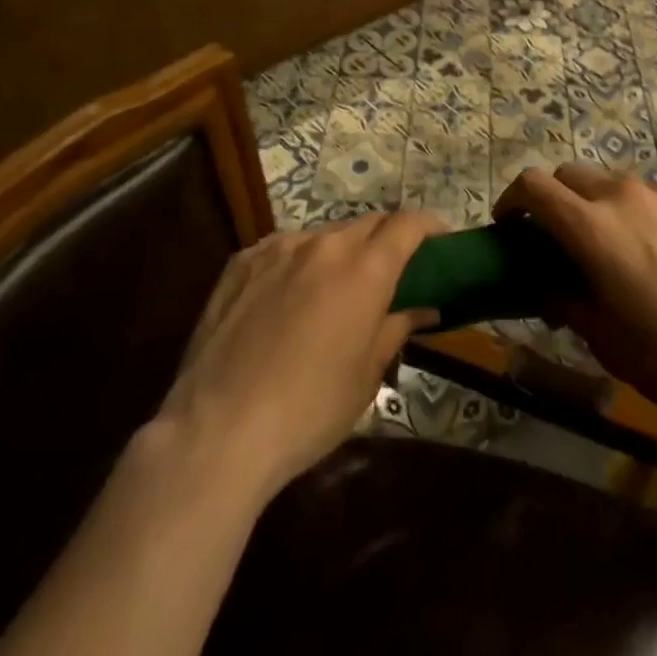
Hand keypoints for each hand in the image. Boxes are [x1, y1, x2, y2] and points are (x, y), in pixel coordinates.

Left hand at [153, 212, 442, 500]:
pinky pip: (283, 249)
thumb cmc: (308, 411)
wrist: (216, 431)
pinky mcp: (242, 261)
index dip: (429, 226)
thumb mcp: (366, 377)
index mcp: (364, 269)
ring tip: (333, 290)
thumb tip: (424, 307)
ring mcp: (278, 248)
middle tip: (390, 271)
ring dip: (340, 253)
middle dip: (386, 239)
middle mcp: (324, 244)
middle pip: (368, 224)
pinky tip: (286, 299)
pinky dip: (298, 263)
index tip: (439, 240)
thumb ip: (397, 328)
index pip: (408, 224)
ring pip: (324, 235)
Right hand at [497, 164, 656, 427]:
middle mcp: (621, 195)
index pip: (534, 186)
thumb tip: (542, 287)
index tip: (508, 225)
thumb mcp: (603, 338)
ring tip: (603, 246)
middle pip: (568, 174)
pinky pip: (642, 194)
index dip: (512, 200)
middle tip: (553, 239)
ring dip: (591, 203)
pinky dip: (627, 209)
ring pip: (607, 181)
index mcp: (591, 226)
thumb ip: (563, 301)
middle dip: (551, 198)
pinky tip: (645, 250)